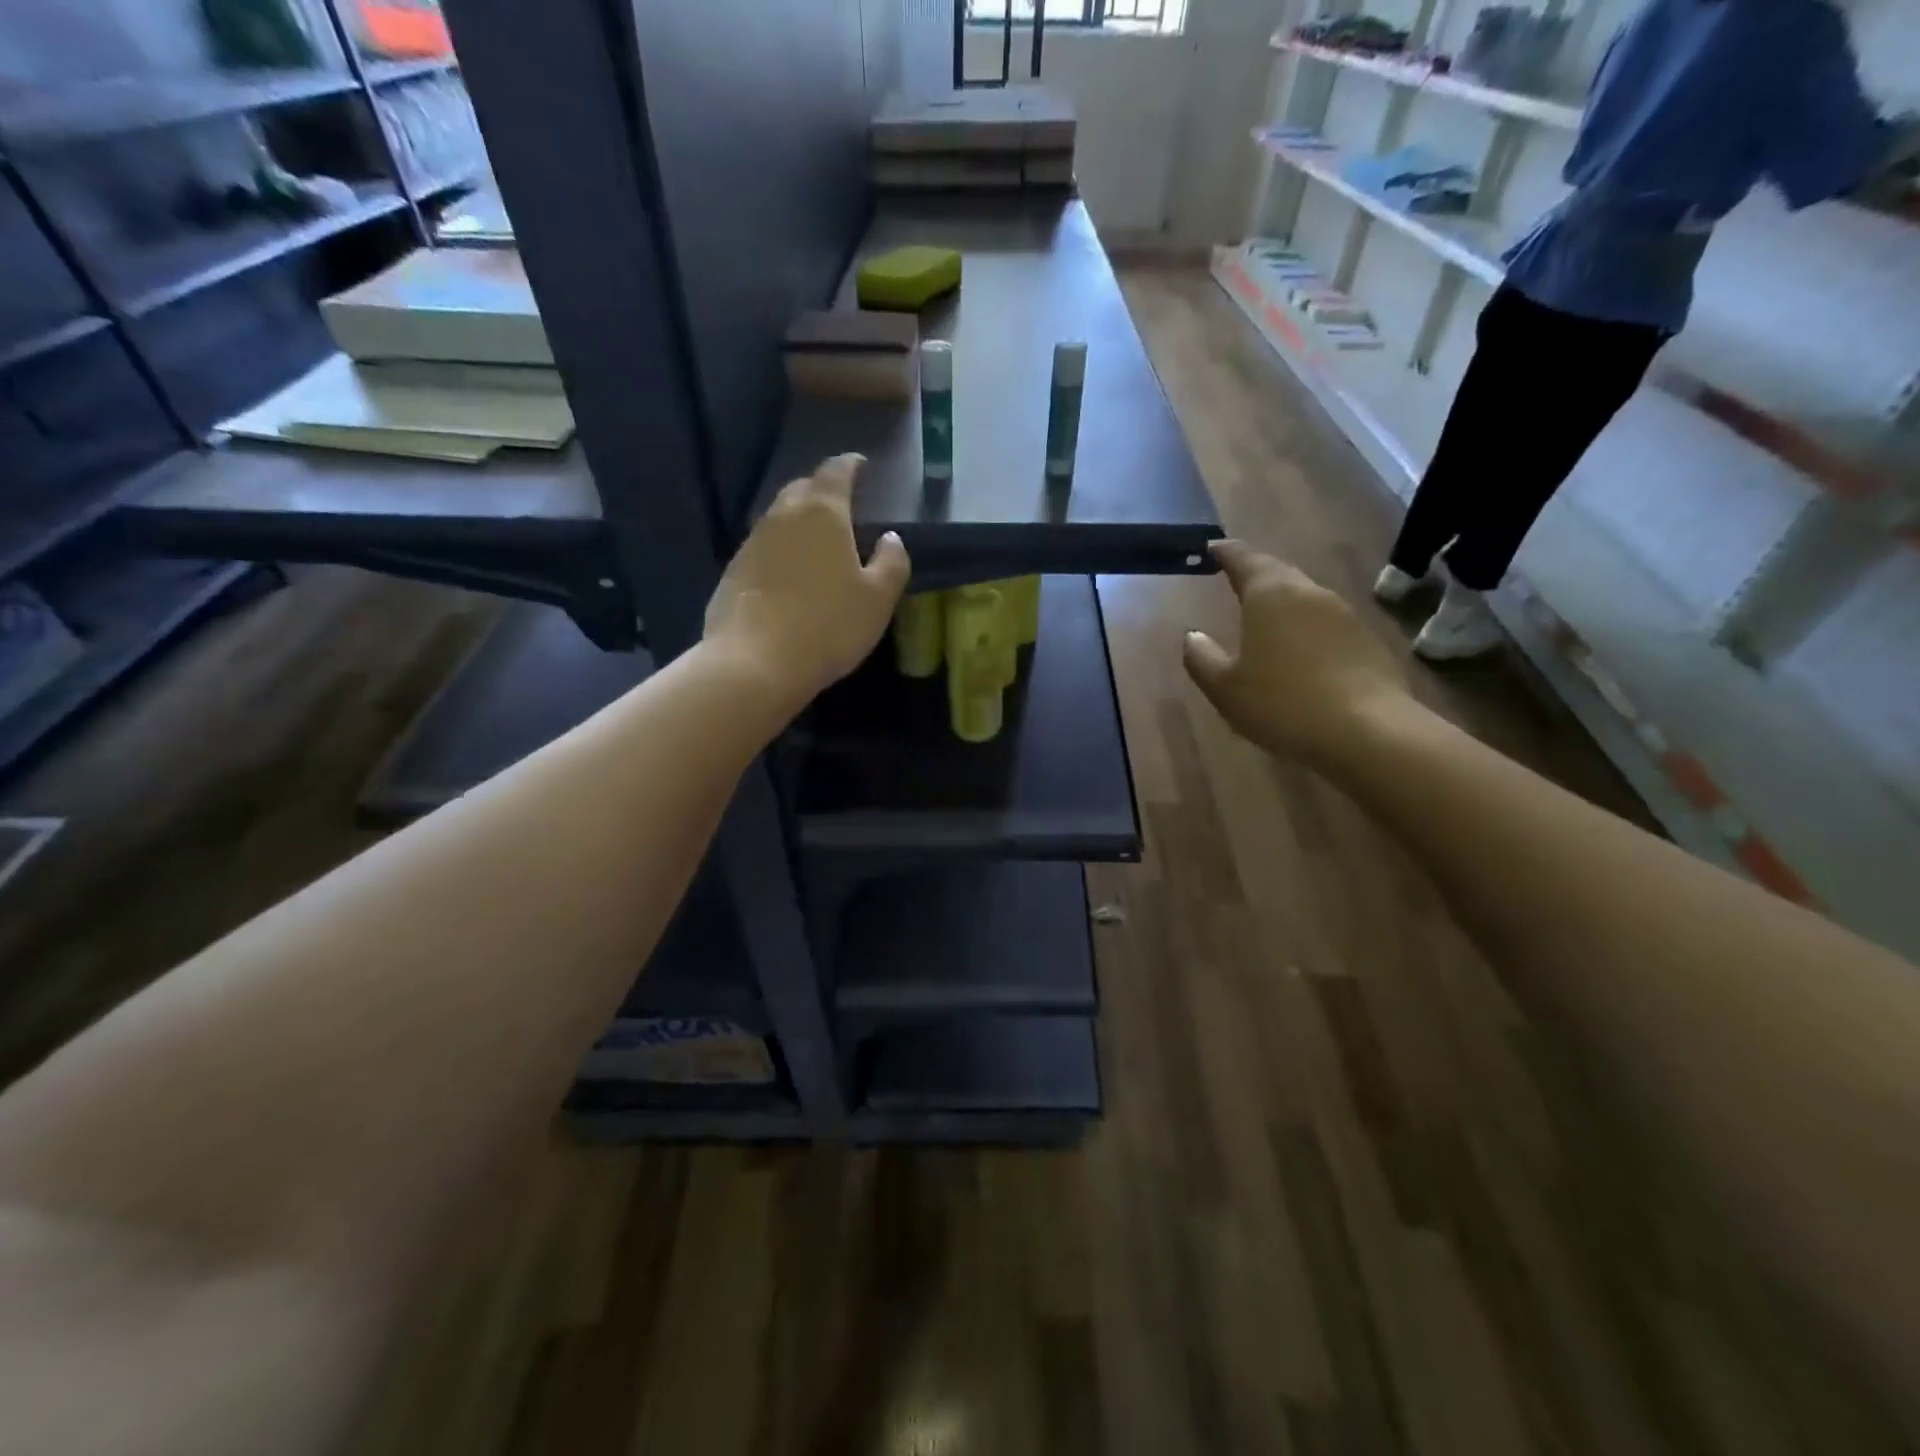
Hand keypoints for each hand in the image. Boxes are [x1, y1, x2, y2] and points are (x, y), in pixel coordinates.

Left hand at [704, 454, 910, 706]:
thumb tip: (891, 539)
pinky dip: (781, 549)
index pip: (836, 472)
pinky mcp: (733, 571)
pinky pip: (763, 547)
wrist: (755, 662)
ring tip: (817, 538)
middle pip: (802, 488)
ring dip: (799, 520)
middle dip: (822, 489)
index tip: (861, 465)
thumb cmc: (828, 626)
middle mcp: (782, 516)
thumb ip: (891, 563)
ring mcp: (752, 543)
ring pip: (779, 517)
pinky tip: (790, 572)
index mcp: (822, 513)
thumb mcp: (877, 599)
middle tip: (841, 502)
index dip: (850, 465)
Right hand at [1183, 539, 1408, 762]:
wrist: (1366, 731)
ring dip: (1282, 599)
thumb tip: (1192, 636)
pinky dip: (1304, 625)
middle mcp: (1309, 593)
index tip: (1211, 547)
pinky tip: (1297, 648)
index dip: (1225, 552)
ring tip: (1263, 612)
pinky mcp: (1365, 639)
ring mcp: (1343, 614)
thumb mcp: (1225, 688)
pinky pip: (1324, 621)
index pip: (1244, 559)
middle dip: (1255, 571)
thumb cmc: (1282, 703)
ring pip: (1304, 595)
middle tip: (1235, 574)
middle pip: (1278, 572)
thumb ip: (1202, 658)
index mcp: (1270, 595)